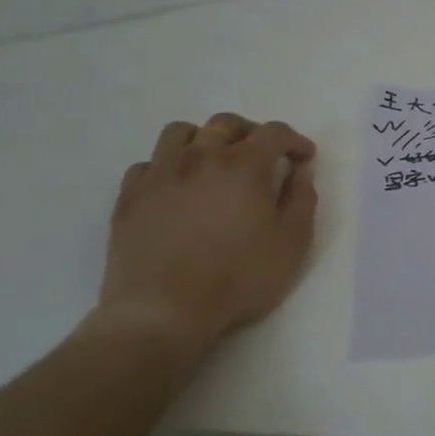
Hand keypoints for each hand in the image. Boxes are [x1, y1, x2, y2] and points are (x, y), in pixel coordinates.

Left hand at [99, 112, 318, 353]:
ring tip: (215, 162)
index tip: (304, 157)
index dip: (295, 140)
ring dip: (204, 139)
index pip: (274, 132)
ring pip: (181, 132)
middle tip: (263, 156)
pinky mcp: (130, 196)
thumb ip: (302, 199)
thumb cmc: (238, 278)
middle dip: (251, 133)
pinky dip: (169, 166)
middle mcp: (200, 157)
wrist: (163, 311)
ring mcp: (159, 174)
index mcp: (244, 165)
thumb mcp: (292, 243)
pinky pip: (149, 163)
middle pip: (226, 123)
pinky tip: (178, 188)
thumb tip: (300, 171)